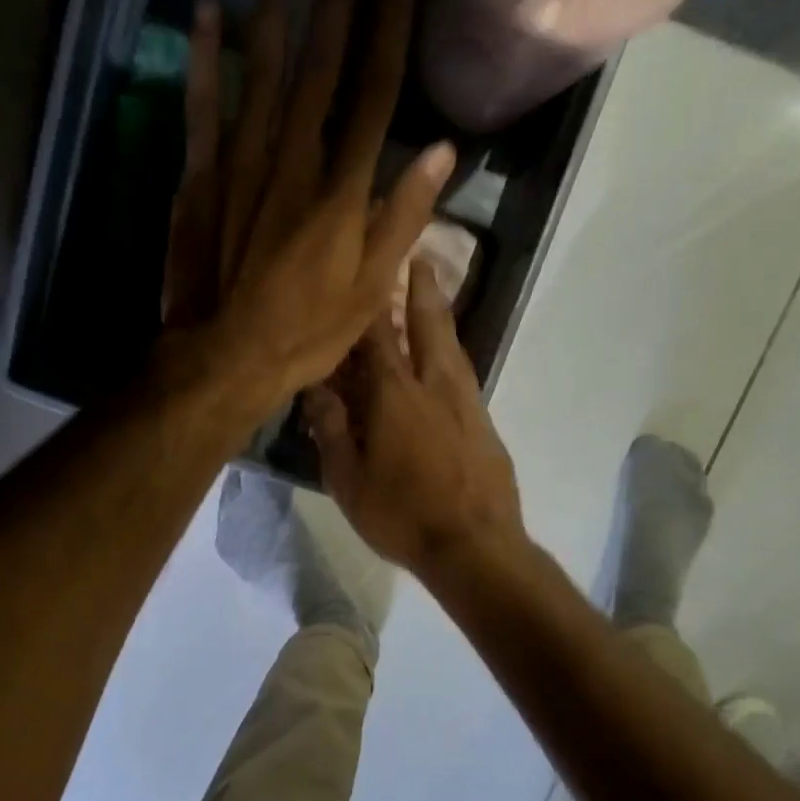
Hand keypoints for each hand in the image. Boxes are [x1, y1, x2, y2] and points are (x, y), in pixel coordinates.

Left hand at [161, 0, 455, 416]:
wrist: (224, 357)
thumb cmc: (306, 333)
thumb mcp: (370, 290)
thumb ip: (403, 219)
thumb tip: (442, 153)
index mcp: (341, 189)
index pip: (375, 92)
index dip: (391, 27)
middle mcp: (293, 160)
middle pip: (321, 67)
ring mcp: (241, 165)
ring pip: (262, 74)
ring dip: (276, 11)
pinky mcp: (200, 179)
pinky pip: (202, 108)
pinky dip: (204, 60)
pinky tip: (208, 14)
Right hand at [303, 260, 525, 576]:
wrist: (475, 546)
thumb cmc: (402, 516)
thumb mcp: (349, 481)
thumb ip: (331, 430)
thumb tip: (314, 389)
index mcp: (394, 394)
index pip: (377, 334)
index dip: (370, 299)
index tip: (366, 266)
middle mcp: (434, 384)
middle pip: (428, 322)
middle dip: (421, 285)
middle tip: (418, 254)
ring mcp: (466, 401)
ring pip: (452, 344)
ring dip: (440, 313)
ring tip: (432, 290)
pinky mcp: (484, 421)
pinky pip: (463, 372)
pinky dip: (450, 352)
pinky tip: (446, 358)